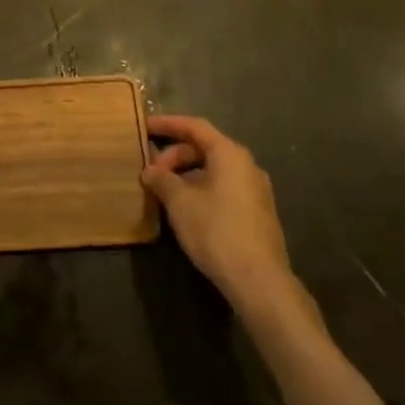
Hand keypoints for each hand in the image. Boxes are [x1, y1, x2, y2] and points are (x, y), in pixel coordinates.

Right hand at [142, 114, 297, 308]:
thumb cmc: (216, 230)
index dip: (168, 124)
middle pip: (205, 148)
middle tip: (151, 172)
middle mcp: (246, 166)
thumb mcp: (180, 202)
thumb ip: (162, 179)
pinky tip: (185, 209)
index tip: (145, 126)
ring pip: (214, 170)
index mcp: (230, 154)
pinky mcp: (257, 213)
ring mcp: (255, 190)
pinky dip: (201, 189)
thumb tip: (150, 171)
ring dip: (186, 175)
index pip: (195, 126)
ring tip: (164, 192)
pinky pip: (223, 188)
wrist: (259, 280)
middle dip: (174, 155)